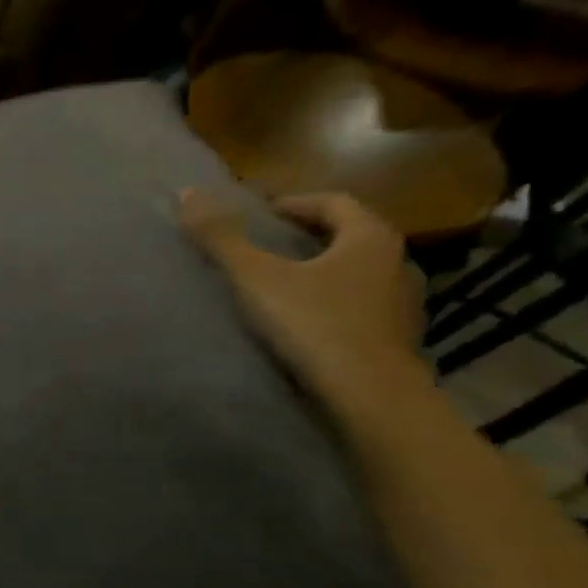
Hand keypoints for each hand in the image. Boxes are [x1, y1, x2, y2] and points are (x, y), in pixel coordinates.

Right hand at [179, 189, 428, 410]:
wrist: (367, 394)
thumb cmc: (314, 323)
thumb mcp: (256, 277)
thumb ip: (222, 238)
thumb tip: (187, 193)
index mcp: (369, 236)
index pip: (333, 202)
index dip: (292, 204)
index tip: (259, 216)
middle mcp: (395, 261)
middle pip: (348, 235)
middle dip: (307, 235)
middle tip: (264, 246)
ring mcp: (400, 301)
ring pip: (355, 272)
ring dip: (321, 270)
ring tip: (279, 285)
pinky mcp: (395, 336)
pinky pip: (359, 305)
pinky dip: (331, 303)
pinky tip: (304, 321)